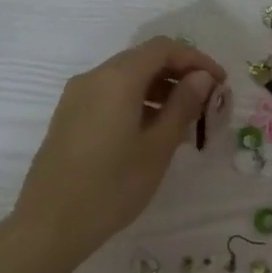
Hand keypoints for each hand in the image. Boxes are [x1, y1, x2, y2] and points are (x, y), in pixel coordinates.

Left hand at [10, 37, 226, 270]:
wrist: (50, 224)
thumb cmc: (112, 186)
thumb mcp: (158, 147)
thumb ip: (182, 105)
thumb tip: (201, 77)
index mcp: (117, 79)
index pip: (163, 48)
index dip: (196, 59)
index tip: (220, 83)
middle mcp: (93, 78)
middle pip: (143, 59)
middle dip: (178, 74)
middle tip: (206, 103)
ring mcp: (76, 97)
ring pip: (126, 79)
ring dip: (159, 90)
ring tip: (185, 122)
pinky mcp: (69, 117)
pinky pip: (110, 96)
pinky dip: (137, 103)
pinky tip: (153, 133)